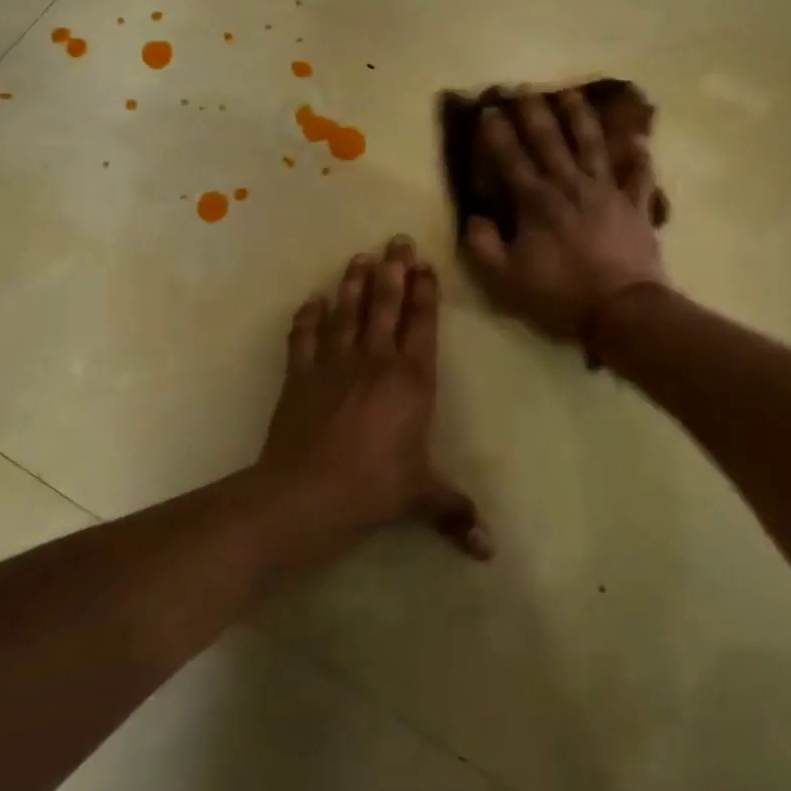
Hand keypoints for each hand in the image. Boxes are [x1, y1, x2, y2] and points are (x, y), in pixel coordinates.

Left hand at [261, 236, 490, 558]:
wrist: (307, 494)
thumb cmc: (375, 489)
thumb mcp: (421, 498)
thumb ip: (454, 512)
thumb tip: (489, 551)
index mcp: (412, 380)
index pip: (422, 324)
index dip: (424, 292)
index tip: (424, 264)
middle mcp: (376, 361)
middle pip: (385, 305)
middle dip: (393, 270)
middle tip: (395, 240)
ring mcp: (334, 364)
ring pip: (347, 312)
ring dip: (353, 283)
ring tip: (359, 257)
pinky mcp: (300, 375)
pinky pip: (304, 337)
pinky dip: (308, 317)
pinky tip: (312, 300)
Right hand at [463, 91, 667, 342]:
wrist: (621, 309)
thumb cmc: (560, 294)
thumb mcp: (507, 279)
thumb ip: (484, 246)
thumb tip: (474, 218)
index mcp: (537, 202)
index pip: (512, 159)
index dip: (498, 134)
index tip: (489, 109)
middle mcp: (570, 186)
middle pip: (550, 141)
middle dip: (535, 113)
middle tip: (524, 88)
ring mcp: (607, 192)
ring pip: (592, 145)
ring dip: (581, 118)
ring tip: (571, 94)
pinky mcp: (635, 205)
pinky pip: (639, 176)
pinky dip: (640, 158)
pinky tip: (639, 140)